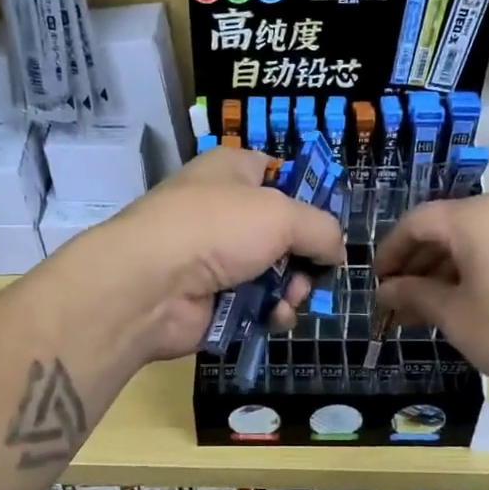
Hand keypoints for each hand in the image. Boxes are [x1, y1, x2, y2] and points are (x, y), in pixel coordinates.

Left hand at [72, 148, 345, 362]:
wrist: (151, 286)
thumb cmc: (217, 229)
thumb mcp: (283, 214)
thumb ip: (322, 229)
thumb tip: (337, 251)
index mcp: (233, 171)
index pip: (278, 173)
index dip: (307, 196)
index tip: (327, 224)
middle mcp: (224, 211)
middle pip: (284, 233)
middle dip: (306, 256)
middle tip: (312, 271)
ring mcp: (216, 259)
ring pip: (275, 274)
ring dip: (293, 290)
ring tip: (291, 298)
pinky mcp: (213, 300)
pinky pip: (257, 306)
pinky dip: (271, 313)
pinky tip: (275, 318)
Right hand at [374, 194, 488, 407]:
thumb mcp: (453, 315)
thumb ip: (413, 294)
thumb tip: (386, 291)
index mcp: (478, 216)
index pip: (418, 222)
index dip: (391, 251)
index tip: (377, 282)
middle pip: (447, 227)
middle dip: (417, 263)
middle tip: (397, 300)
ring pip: (474, 240)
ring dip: (443, 270)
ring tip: (422, 309)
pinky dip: (474, 270)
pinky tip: (458, 303)